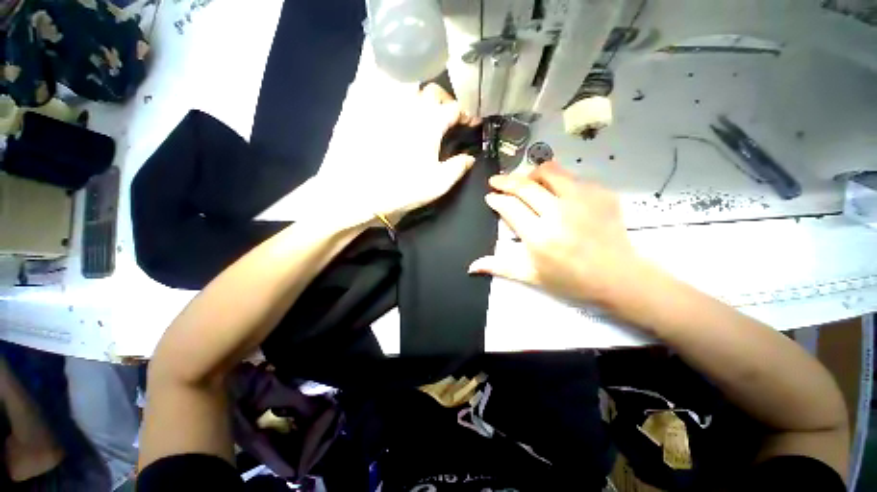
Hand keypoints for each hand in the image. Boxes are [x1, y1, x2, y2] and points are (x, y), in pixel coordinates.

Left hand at [322, 83, 477, 227]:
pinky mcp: (362, 105)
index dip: (466, 114)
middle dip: (444, 99)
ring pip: (406, 81)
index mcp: (430, 123)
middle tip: (445, 114)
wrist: (358, 191)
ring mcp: (385, 103)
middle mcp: (410, 105)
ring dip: (419, 89)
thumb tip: (470, 158)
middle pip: (432, 90)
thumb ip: (457, 168)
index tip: (469, 123)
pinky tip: (387, 90)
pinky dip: (384, 77)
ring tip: (419, 104)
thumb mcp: (437, 185)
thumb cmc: (402, 189)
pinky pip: (374, 79)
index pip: (454, 108)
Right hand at [469, 161, 643, 305]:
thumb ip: (500, 267)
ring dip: (529, 173)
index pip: (509, 207)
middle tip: (497, 181)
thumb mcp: (531, 276)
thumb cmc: (570, 279)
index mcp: (538, 236)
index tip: (490, 197)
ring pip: (548, 171)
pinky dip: (556, 180)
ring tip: (523, 180)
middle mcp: (557, 213)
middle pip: (524, 186)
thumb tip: (471, 266)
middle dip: (505, 181)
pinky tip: (553, 190)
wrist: (618, 276)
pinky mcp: (599, 193)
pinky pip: (570, 177)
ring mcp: (581, 200)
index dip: (496, 199)